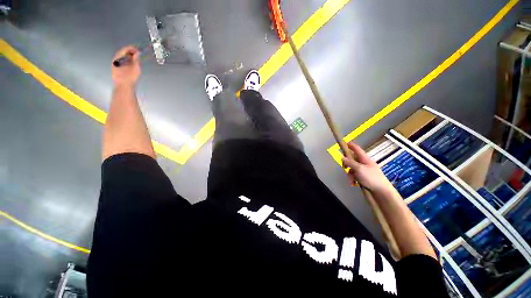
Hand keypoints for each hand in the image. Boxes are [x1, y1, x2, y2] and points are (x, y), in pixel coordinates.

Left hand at [111, 46, 140, 86]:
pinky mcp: (116, 69)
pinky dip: (126, 60)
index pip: (125, 49)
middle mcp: (115, 59)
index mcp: (118, 57)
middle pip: (122, 53)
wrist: (123, 86)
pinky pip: (121, 61)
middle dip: (130, 52)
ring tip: (135, 58)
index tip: (138, 49)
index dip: (132, 48)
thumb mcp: (135, 67)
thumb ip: (136, 59)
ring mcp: (115, 64)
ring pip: (122, 57)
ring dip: (128, 56)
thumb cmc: (129, 77)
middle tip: (137, 54)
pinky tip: (131, 63)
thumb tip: (137, 53)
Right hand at [342, 142, 393, 193]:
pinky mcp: (363, 177)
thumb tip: (342, 156)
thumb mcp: (359, 169)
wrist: (382, 192)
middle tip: (344, 168)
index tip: (344, 143)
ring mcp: (364, 170)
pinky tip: (353, 183)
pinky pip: (354, 175)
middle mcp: (364, 163)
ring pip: (352, 168)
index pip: (356, 149)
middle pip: (352, 159)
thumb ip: (350, 163)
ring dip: (349, 173)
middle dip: (347, 164)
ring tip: (351, 180)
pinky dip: (352, 178)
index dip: (350, 145)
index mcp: (365, 159)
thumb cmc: (371, 178)